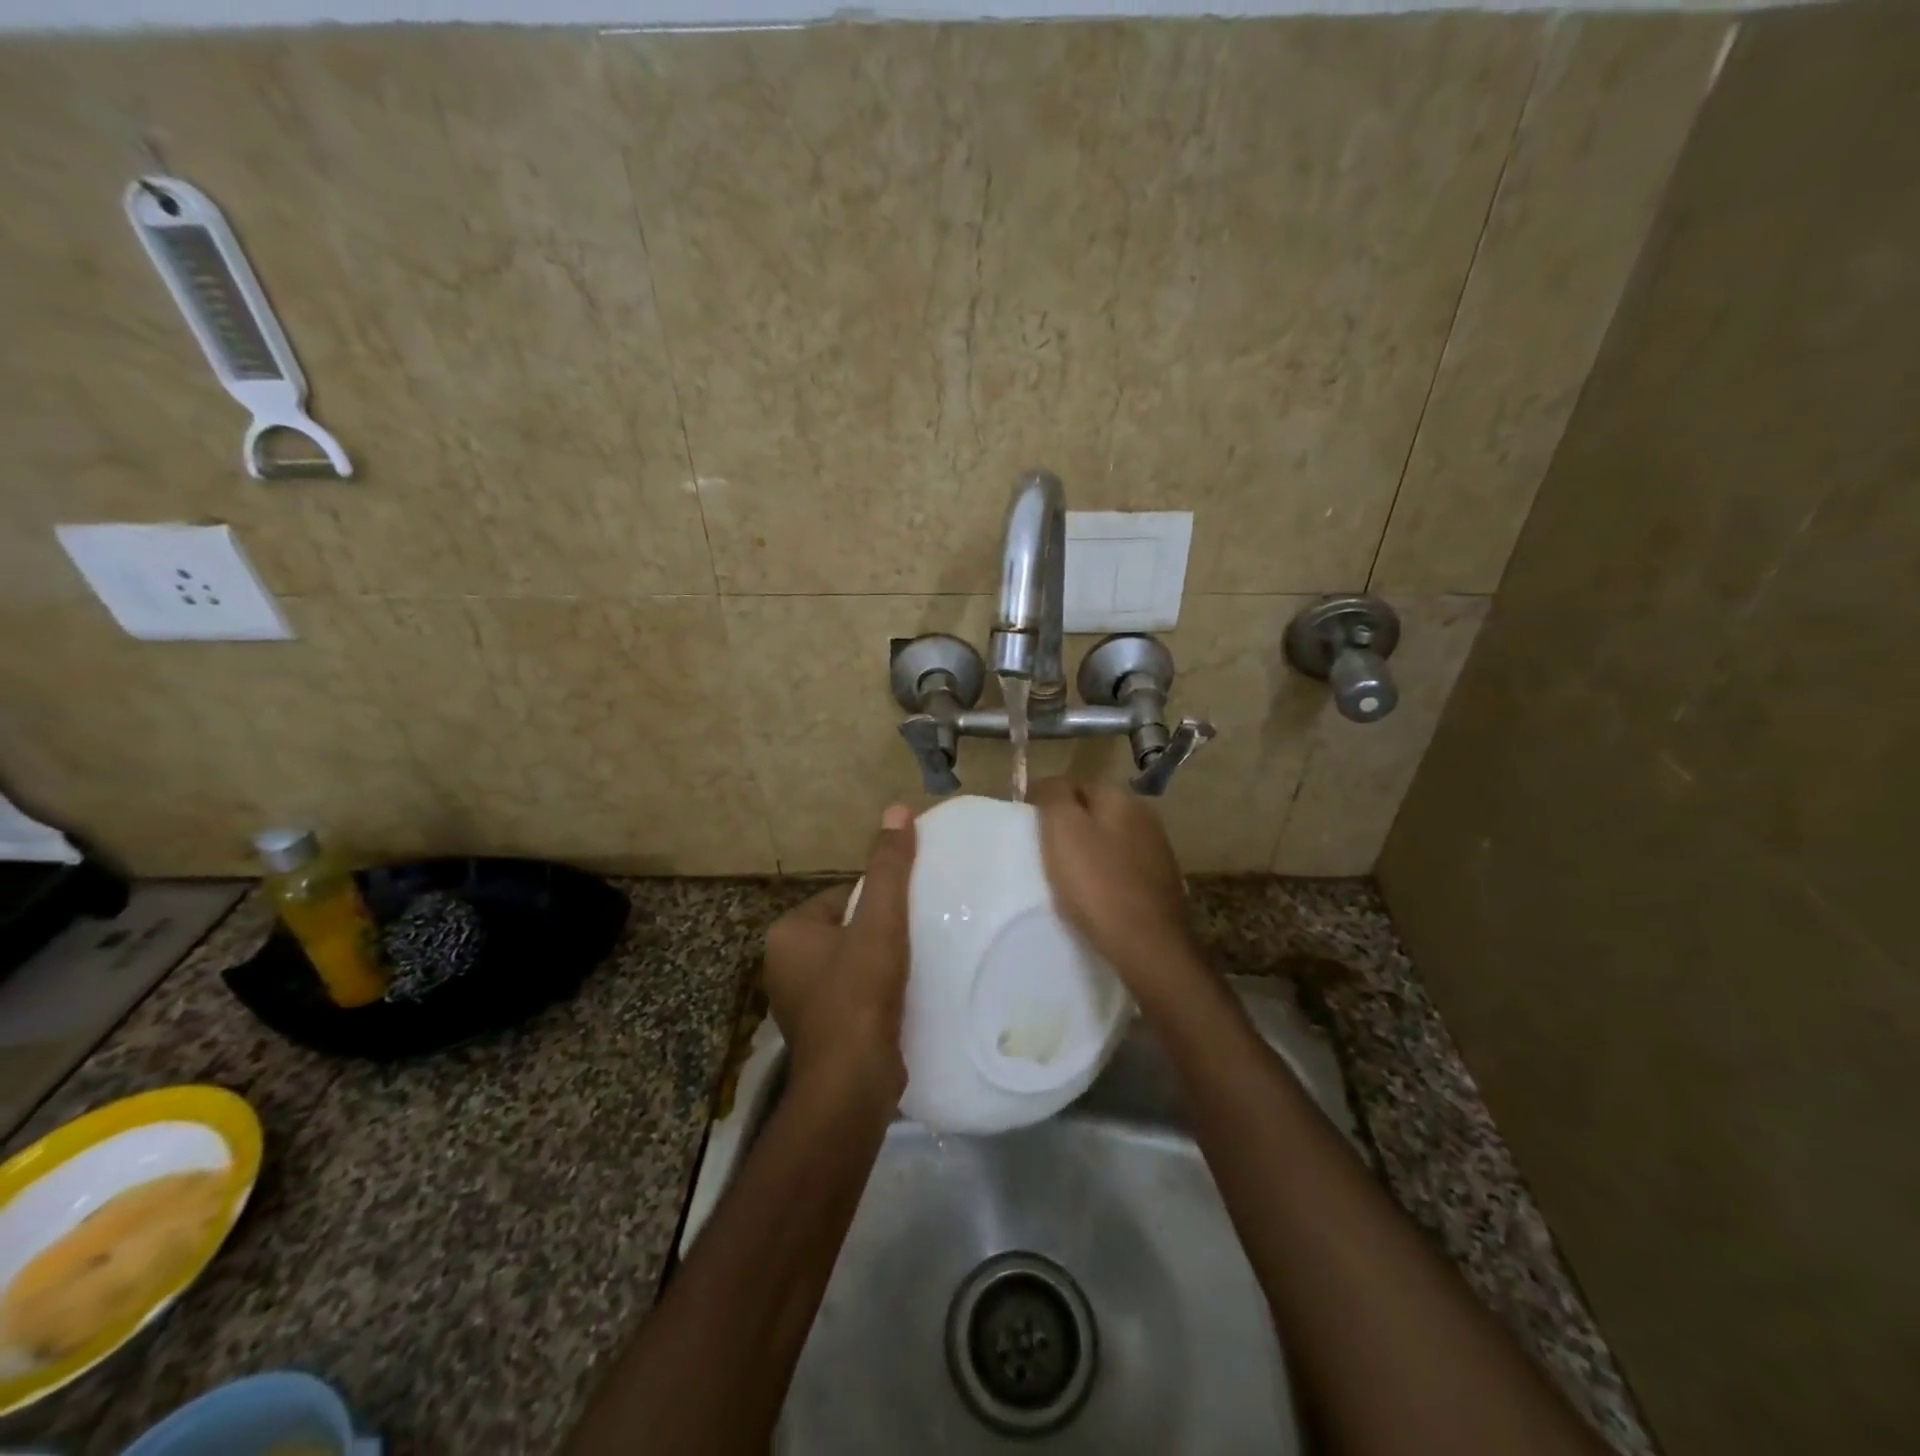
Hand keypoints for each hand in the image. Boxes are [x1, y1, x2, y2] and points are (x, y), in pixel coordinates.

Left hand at [763, 805, 916, 1101]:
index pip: (843, 896)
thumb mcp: (880, 921)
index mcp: (787, 933)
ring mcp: (799, 1002)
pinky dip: (875, 993)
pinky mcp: (820, 1032)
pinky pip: (852, 995)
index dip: (880, 900)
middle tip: (917, 938)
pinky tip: (901, 999)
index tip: (910, 912)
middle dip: (880, 932)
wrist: (852, 1084)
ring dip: (880, 963)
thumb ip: (889, 867)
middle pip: (848, 929)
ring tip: (914, 966)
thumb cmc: (859, 993)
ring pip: (851, 963)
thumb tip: (896, 808)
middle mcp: (783, 965)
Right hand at [1029, 778, 1204, 1005]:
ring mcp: (1158, 850)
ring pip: (1110, 840)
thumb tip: (1048, 784)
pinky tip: (1095, 896)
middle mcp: (1145, 815)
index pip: (1075, 784)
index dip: (1048, 803)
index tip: (1029, 830)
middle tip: (1045, 854)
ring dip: (1089, 852)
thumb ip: (1053, 795)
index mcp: (1121, 797)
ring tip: (1066, 878)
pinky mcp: (1162, 882)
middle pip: (1094, 812)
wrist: (1148, 945)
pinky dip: (1106, 875)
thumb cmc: (1097, 884)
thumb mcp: (1062, 830)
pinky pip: (1123, 868)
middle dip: (1070, 827)